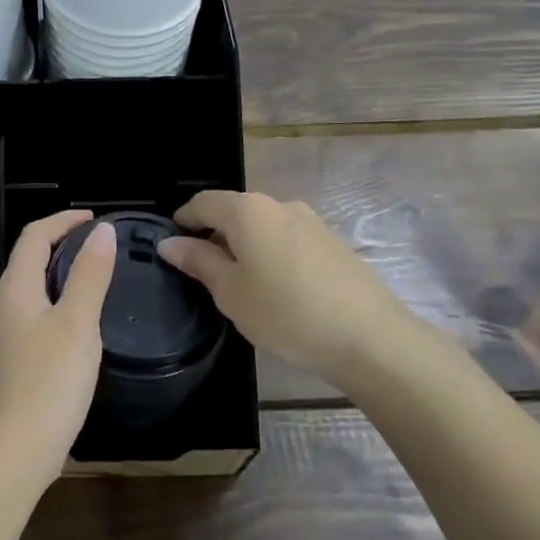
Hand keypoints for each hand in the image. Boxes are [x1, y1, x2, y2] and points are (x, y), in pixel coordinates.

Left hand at [0, 211, 116, 491]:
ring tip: (96, 277)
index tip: (95, 219)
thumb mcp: (77, 324)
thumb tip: (101, 230)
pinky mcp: (12, 361)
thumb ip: (90, 275)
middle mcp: (4, 305)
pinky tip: (81, 324)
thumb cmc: (48, 384)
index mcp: (16, 288)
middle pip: (29, 259)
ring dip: (60, 273)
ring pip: (32, 288)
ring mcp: (5, 335)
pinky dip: (58, 302)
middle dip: (62, 243)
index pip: (34, 236)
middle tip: (101, 246)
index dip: (63, 220)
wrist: (11, 453)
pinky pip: (35, 314)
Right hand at [158, 190, 423, 385]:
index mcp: (248, 211)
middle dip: (214, 234)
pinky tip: (276, 288)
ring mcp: (311, 222)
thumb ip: (199, 261)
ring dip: (245, 245)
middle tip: (203, 271)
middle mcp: (279, 205)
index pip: (203, 202)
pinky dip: (271, 254)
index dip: (183, 220)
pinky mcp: (332, 242)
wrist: (370, 337)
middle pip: (235, 211)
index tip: (172, 244)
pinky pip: (287, 239)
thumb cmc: (286, 313)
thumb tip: (170, 243)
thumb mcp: (230, 292)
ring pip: (263, 225)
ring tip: (240, 283)